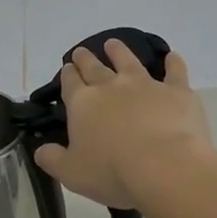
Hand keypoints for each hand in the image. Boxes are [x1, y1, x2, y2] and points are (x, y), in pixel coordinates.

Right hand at [33, 39, 216, 211]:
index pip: (71, 83)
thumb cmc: (112, 173)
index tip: (67, 68)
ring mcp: (145, 85)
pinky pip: (175, 72)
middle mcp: (111, 87)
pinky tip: (172, 56)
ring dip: (119, 51)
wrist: (165, 167)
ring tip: (113, 44)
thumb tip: (40, 150)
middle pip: (94, 67)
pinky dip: (173, 63)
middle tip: (81, 52)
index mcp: (83, 104)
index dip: (68, 75)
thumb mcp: (71, 173)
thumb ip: (52, 159)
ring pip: (128, 61)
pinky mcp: (176, 92)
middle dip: (85, 59)